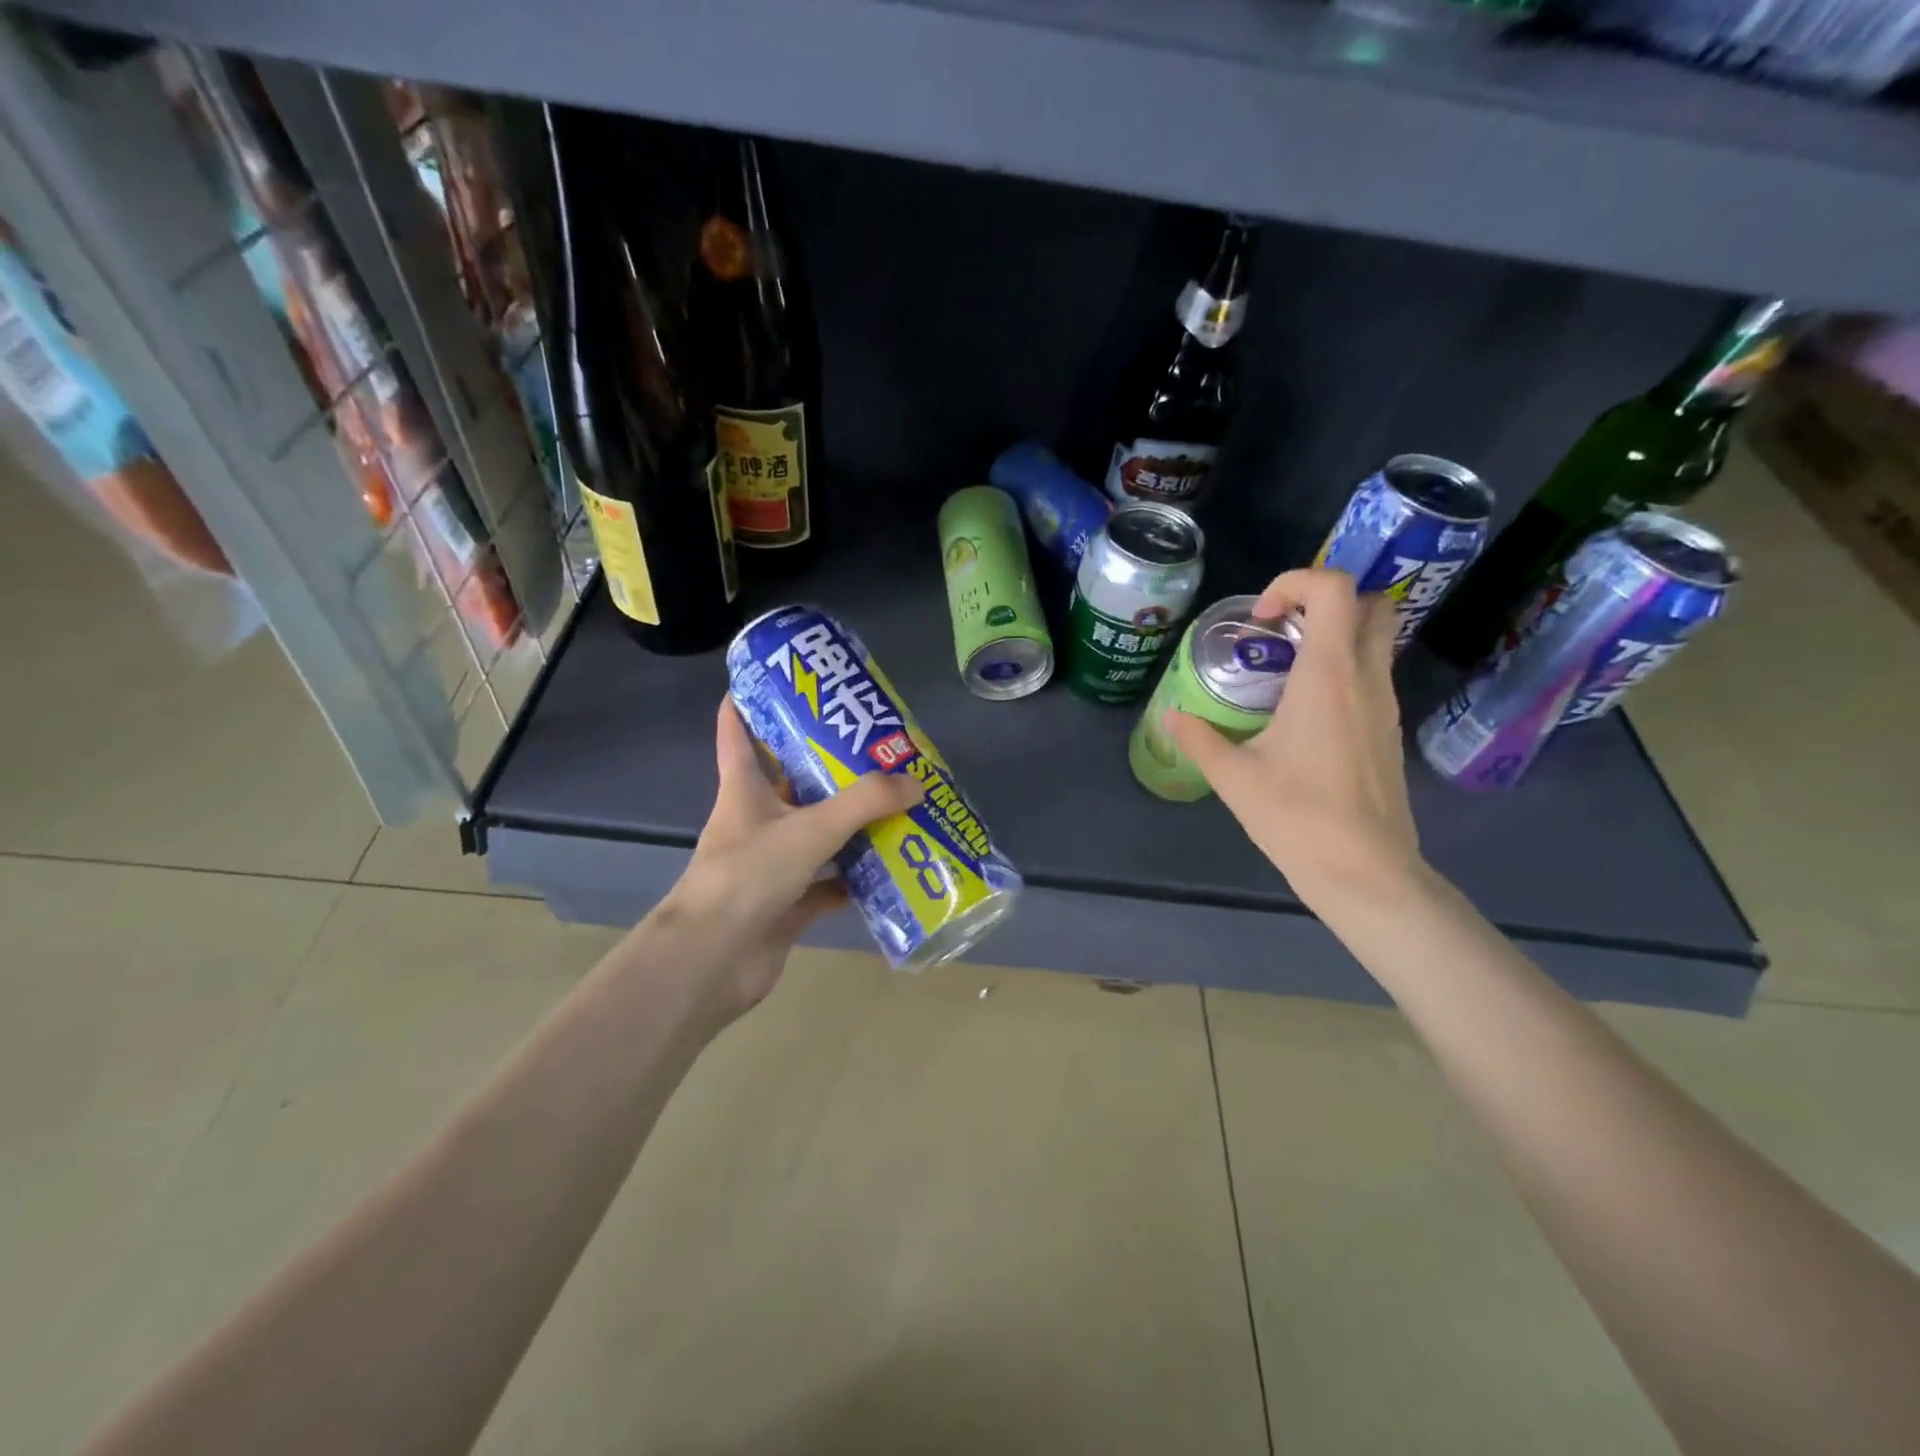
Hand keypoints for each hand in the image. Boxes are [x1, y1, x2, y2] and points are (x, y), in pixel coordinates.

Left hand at [654, 697, 922, 1021]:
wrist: (714, 959)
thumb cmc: (749, 875)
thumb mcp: (810, 827)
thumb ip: (865, 802)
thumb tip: (916, 782)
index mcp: (744, 790)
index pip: (737, 733)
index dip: (747, 702)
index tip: (776, 681)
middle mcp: (755, 822)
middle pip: (790, 783)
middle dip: (826, 766)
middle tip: (870, 747)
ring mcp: (770, 865)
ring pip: (815, 835)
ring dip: (849, 825)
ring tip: (894, 804)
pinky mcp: (785, 904)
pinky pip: (827, 884)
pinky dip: (853, 879)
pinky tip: (887, 869)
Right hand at [1165, 568, 1424, 907]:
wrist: (1365, 870)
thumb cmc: (1298, 817)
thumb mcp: (1235, 777)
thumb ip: (1200, 738)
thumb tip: (1171, 717)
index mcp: (1328, 676)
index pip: (1335, 589)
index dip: (1295, 583)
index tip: (1260, 620)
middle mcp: (1365, 678)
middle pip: (1372, 603)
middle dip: (1326, 600)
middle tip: (1280, 630)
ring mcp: (1386, 704)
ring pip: (1377, 638)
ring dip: (1335, 634)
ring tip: (1284, 670)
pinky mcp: (1389, 729)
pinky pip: (1373, 673)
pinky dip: (1343, 668)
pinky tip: (1304, 711)